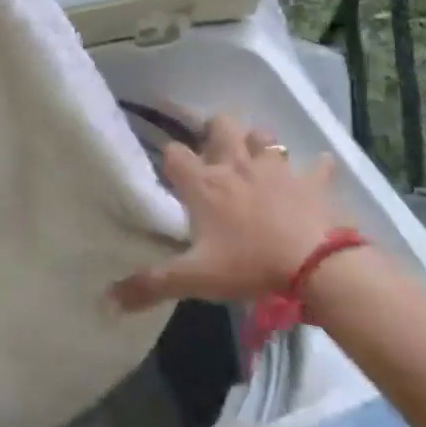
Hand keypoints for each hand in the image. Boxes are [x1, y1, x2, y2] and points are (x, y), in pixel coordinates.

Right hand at [109, 115, 350, 311]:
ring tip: (256, 163)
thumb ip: (150, 285)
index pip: (174, 153)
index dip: (170, 159)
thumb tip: (106, 300)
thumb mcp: (195, 279)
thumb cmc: (250, 266)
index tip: (172, 174)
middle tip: (215, 155)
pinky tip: (316, 175)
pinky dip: (317, 168)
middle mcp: (237, 166)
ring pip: (264, 135)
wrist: (319, 267)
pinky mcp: (314, 182)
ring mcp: (278, 170)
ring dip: (259, 144)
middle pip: (221, 125)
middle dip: (216, 133)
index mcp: (205, 185)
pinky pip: (319, 165)